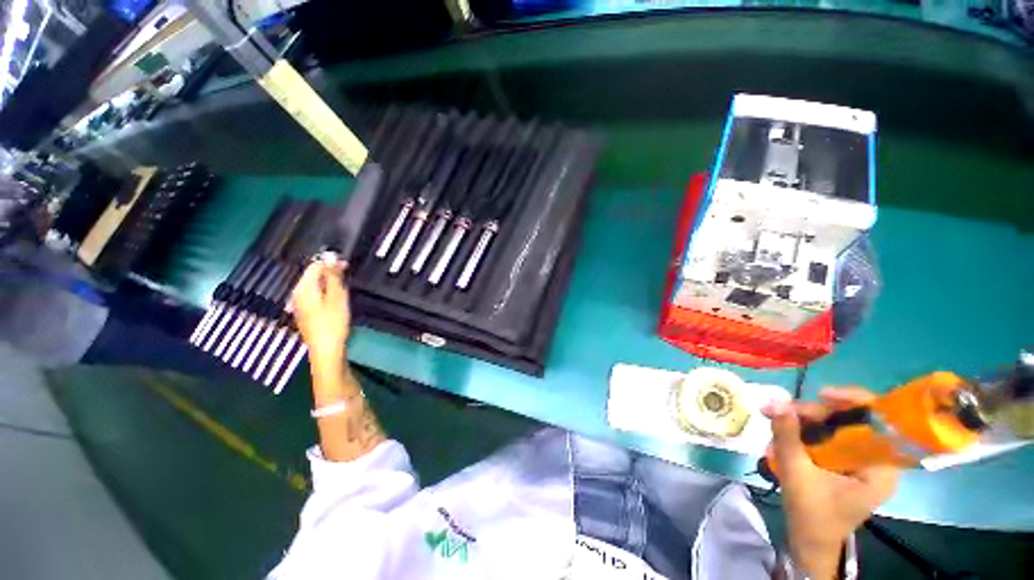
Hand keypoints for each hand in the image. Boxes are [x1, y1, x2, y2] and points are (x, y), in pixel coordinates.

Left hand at [291, 256, 350, 368]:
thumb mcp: (337, 297)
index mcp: (303, 288)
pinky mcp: (305, 313)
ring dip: (328, 284)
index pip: (314, 266)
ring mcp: (299, 304)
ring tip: (344, 290)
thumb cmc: (333, 323)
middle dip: (329, 273)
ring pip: (314, 286)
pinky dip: (325, 293)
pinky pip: (314, 295)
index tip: (347, 266)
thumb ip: (333, 277)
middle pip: (312, 276)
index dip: (331, 263)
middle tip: (347, 279)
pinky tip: (335, 301)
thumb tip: (332, 258)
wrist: (326, 350)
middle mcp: (297, 294)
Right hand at [763, 389, 899, 578]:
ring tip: (777, 426)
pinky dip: (805, 433)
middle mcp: (876, 461)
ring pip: (836, 426)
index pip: (879, 421)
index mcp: (880, 469)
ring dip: (805, 422)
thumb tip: (774, 400)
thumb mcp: (796, 474)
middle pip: (851, 420)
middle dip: (815, 413)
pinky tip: (784, 439)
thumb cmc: (811, 516)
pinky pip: (828, 437)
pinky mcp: (846, 463)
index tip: (821, 394)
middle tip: (781, 412)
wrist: (809, 544)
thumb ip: (787, 436)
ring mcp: (861, 462)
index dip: (854, 401)